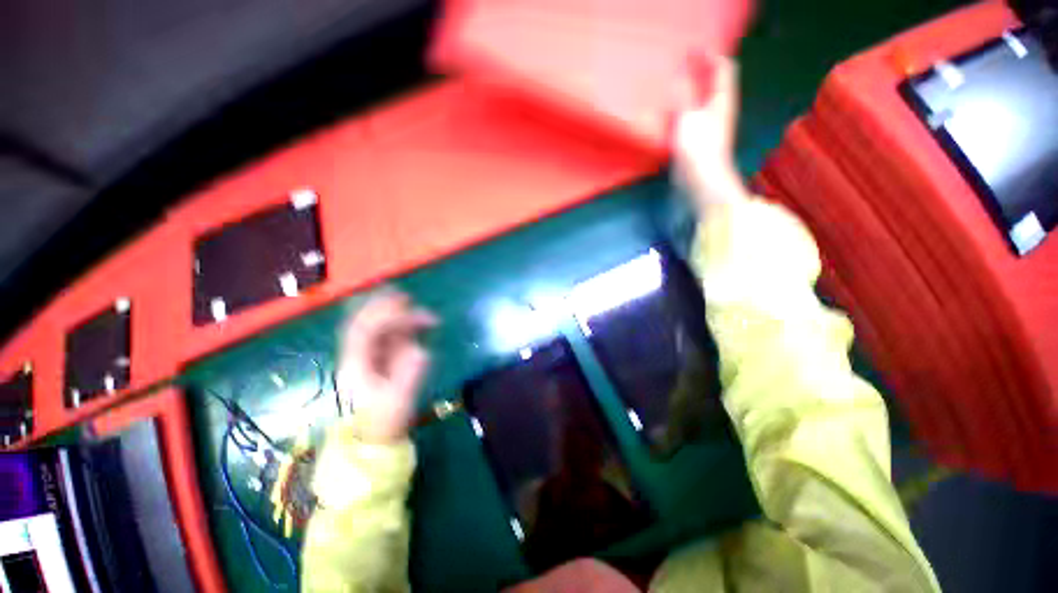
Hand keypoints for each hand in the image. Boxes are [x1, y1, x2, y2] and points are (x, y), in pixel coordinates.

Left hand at [335, 292, 436, 442]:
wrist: (375, 435)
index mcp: (355, 365)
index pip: (364, 331)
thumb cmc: (385, 419)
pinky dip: (404, 326)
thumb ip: (409, 374)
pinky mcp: (378, 359)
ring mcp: (367, 356)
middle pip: (364, 323)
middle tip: (407, 296)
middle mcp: (358, 356)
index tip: (407, 305)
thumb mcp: (399, 400)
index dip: (383, 313)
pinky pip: (388, 336)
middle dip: (383, 306)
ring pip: (378, 328)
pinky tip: (420, 325)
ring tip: (428, 317)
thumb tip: (421, 350)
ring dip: (400, 317)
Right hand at [673, 55, 749, 212]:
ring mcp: (706, 129)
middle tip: (679, 65)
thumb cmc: (698, 149)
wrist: (701, 183)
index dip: (711, 55)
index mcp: (722, 101)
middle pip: (712, 84)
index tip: (693, 48)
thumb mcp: (689, 117)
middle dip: (698, 72)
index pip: (723, 68)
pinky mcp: (694, 144)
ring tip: (669, 88)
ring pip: (699, 103)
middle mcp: (717, 112)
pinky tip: (665, 116)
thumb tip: (679, 77)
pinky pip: (687, 120)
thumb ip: (683, 96)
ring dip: (686, 93)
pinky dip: (678, 113)